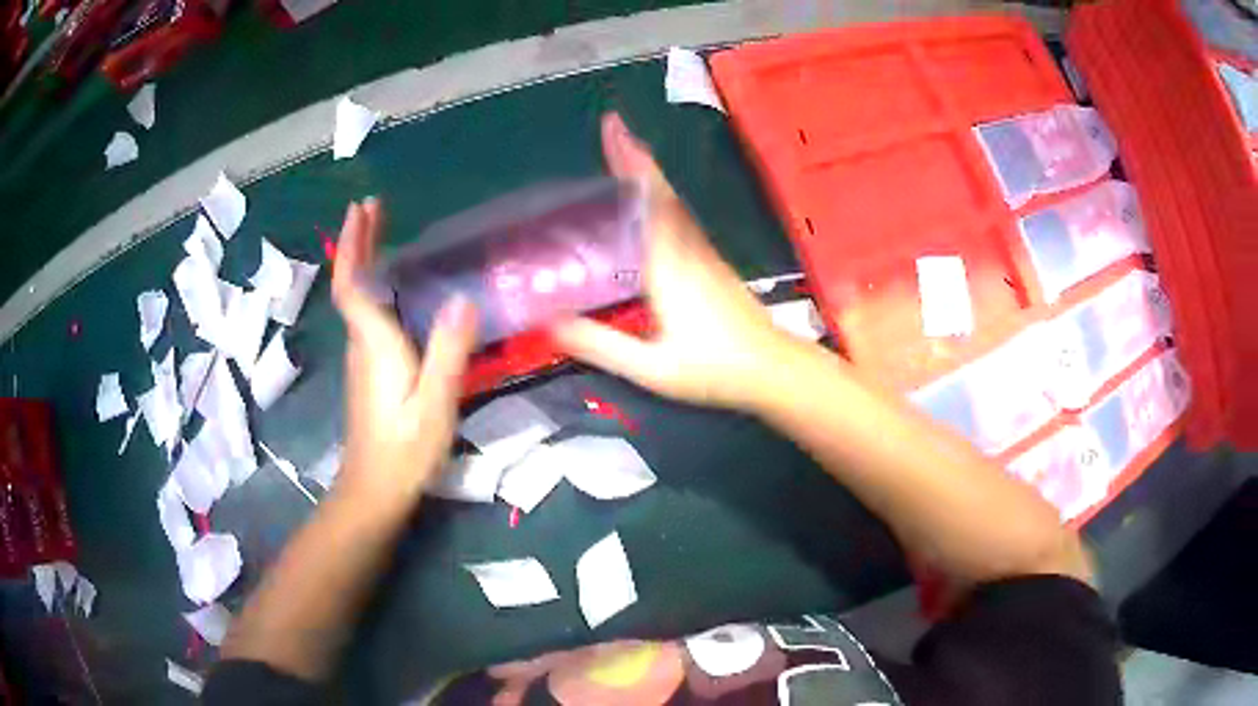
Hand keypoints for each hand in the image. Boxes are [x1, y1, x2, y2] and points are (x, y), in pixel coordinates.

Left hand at [331, 198, 477, 505]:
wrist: (375, 490)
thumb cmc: (404, 450)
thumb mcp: (435, 403)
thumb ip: (448, 352)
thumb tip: (461, 297)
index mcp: (375, 345)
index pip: (353, 285)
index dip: (354, 246)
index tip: (362, 210)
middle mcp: (362, 344)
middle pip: (352, 284)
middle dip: (358, 242)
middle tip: (370, 206)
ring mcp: (362, 358)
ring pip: (358, 298)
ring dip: (365, 259)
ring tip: (381, 230)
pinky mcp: (369, 370)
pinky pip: (368, 314)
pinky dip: (375, 285)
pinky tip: (392, 284)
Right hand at [550, 114, 790, 409]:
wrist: (773, 370)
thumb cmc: (714, 370)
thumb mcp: (651, 367)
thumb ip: (600, 345)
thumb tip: (546, 321)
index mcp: (668, 266)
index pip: (646, 202)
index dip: (629, 163)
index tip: (613, 127)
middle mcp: (687, 249)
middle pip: (660, 192)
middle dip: (635, 156)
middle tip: (613, 127)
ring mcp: (704, 254)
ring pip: (673, 202)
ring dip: (648, 173)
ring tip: (624, 153)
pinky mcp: (713, 264)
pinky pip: (680, 218)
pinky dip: (661, 198)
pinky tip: (651, 203)